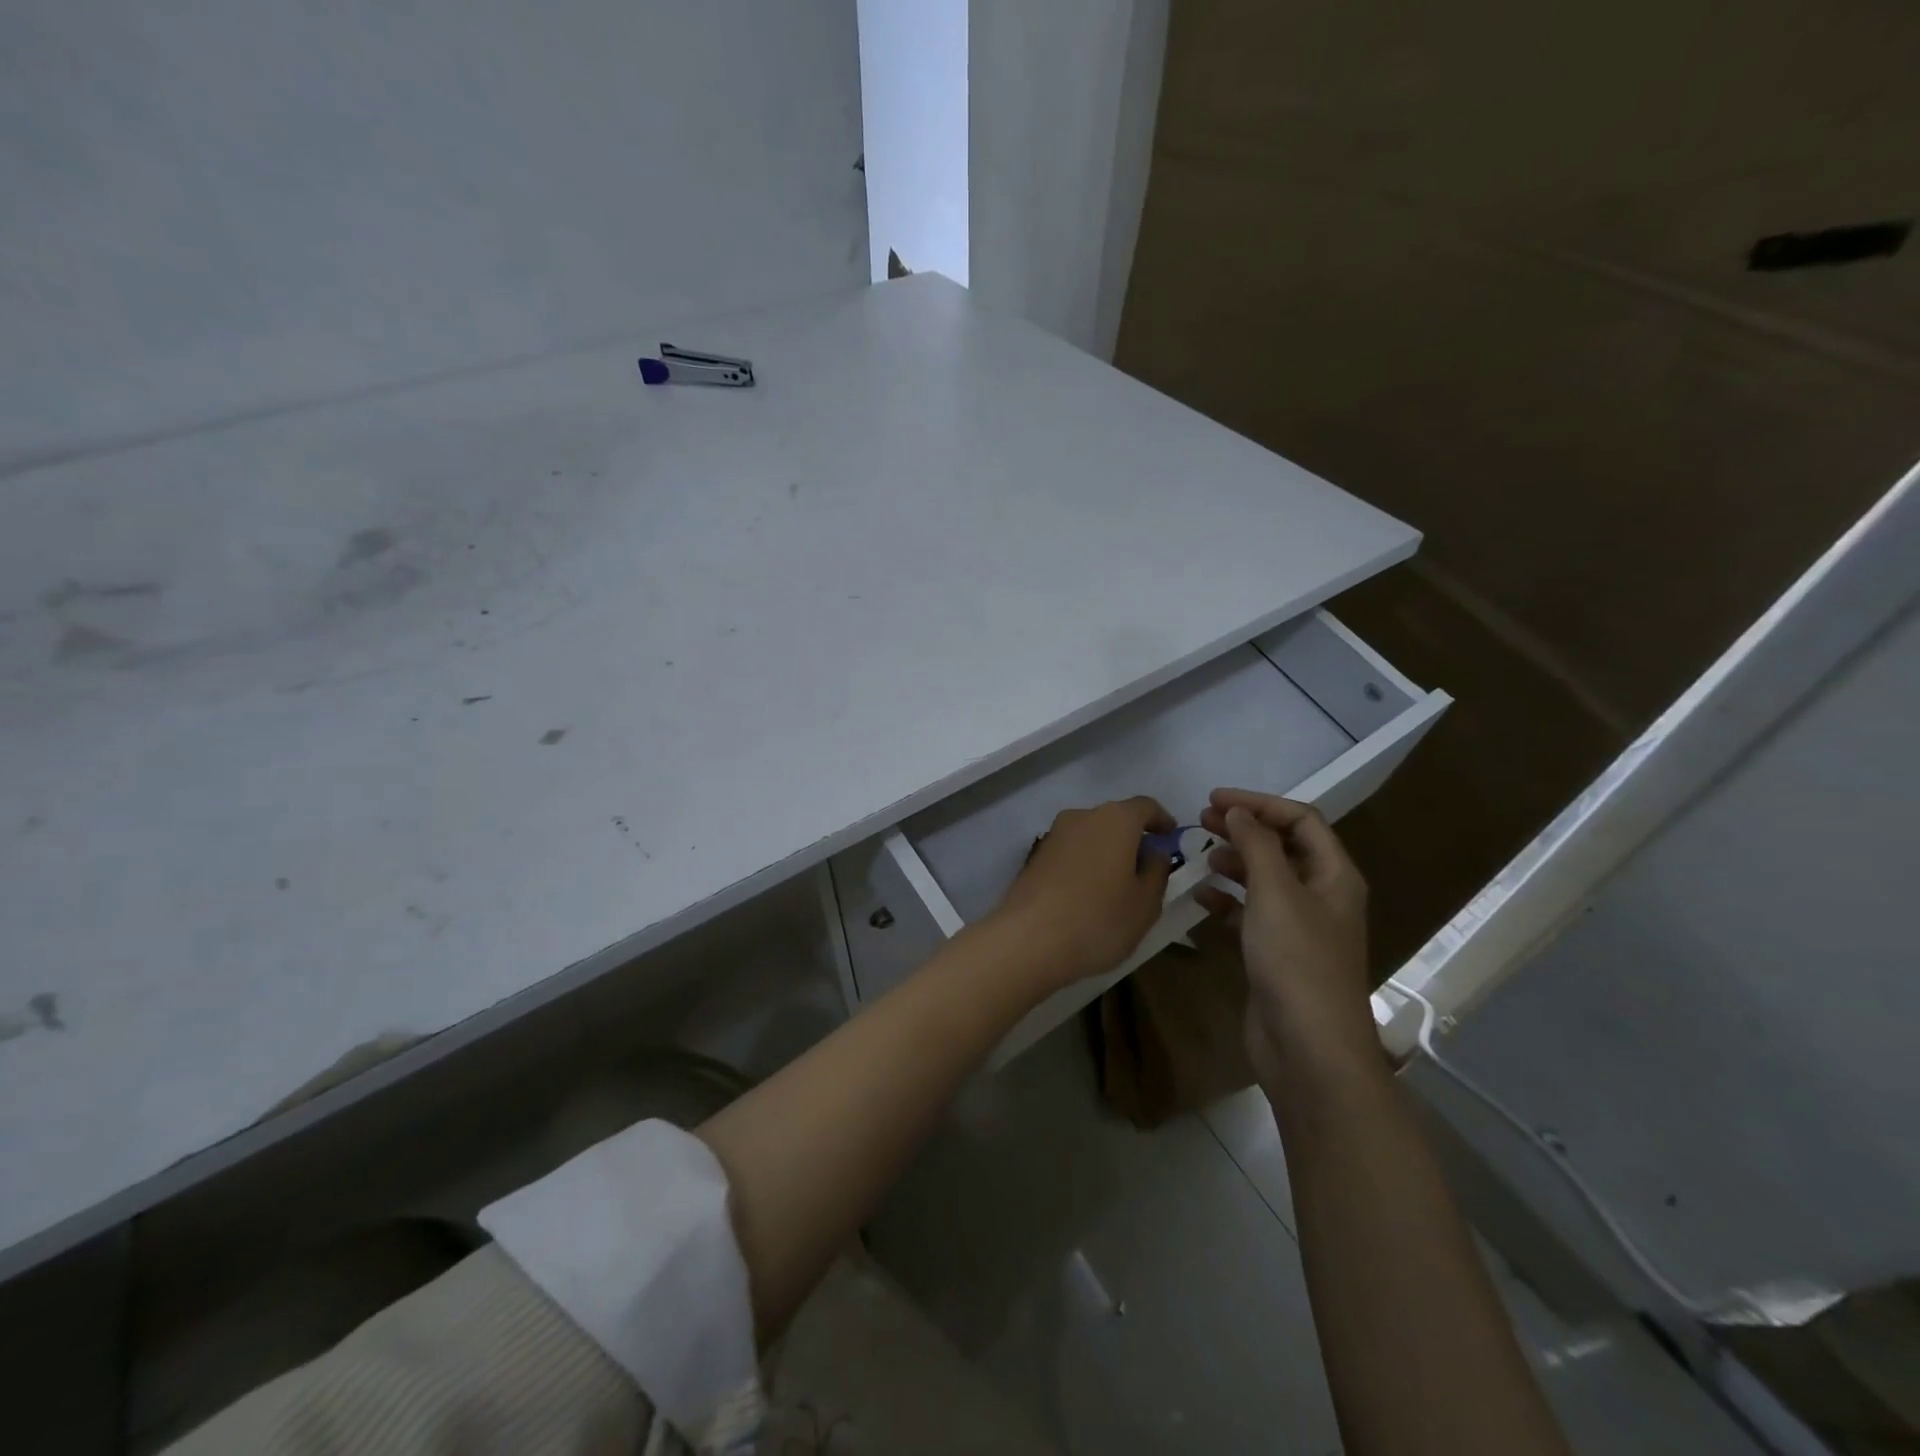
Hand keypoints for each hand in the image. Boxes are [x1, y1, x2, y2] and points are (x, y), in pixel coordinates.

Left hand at [990, 797, 1175, 987]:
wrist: (1028, 940)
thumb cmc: (1098, 920)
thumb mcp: (1145, 903)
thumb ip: (1157, 871)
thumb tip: (1154, 852)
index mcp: (1115, 819)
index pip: (1145, 806)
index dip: (1162, 821)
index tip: (1171, 839)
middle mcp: (1082, 816)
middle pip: (1115, 819)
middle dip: (1133, 839)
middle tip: (1147, 869)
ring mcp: (1053, 835)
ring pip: (1091, 836)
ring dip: (1107, 853)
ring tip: (1118, 887)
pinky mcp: (1035, 857)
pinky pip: (1071, 852)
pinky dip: (1085, 865)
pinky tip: (1088, 895)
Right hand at [1197, 789, 1380, 1092]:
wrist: (1308, 1047)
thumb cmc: (1297, 960)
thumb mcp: (1276, 892)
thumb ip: (1256, 845)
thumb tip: (1237, 811)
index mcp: (1334, 876)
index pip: (1301, 820)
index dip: (1260, 804)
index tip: (1215, 799)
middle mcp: (1320, 896)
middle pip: (1282, 847)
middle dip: (1244, 829)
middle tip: (1201, 820)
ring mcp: (1298, 928)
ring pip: (1265, 880)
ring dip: (1234, 862)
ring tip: (1201, 857)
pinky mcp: (1276, 954)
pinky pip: (1250, 914)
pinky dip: (1227, 902)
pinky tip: (1201, 898)